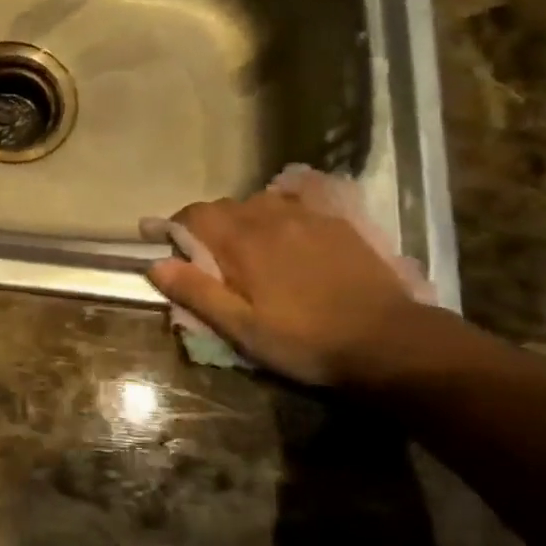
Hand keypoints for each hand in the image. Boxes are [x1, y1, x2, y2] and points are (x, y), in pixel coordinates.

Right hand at [148, 176, 423, 385]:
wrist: (390, 341)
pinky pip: (294, 204)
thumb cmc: (306, 341)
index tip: (157, 238)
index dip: (172, 225)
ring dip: (242, 220)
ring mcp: (307, 216)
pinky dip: (277, 214)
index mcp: (242, 241)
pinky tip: (285, 235)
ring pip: (259, 204)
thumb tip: (155, 264)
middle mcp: (270, 216)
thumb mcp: (243, 329)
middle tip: (204, 257)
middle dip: (206, 226)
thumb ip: (197, 292)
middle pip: (225, 208)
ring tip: (244, 248)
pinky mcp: (336, 222)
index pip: (194, 216)